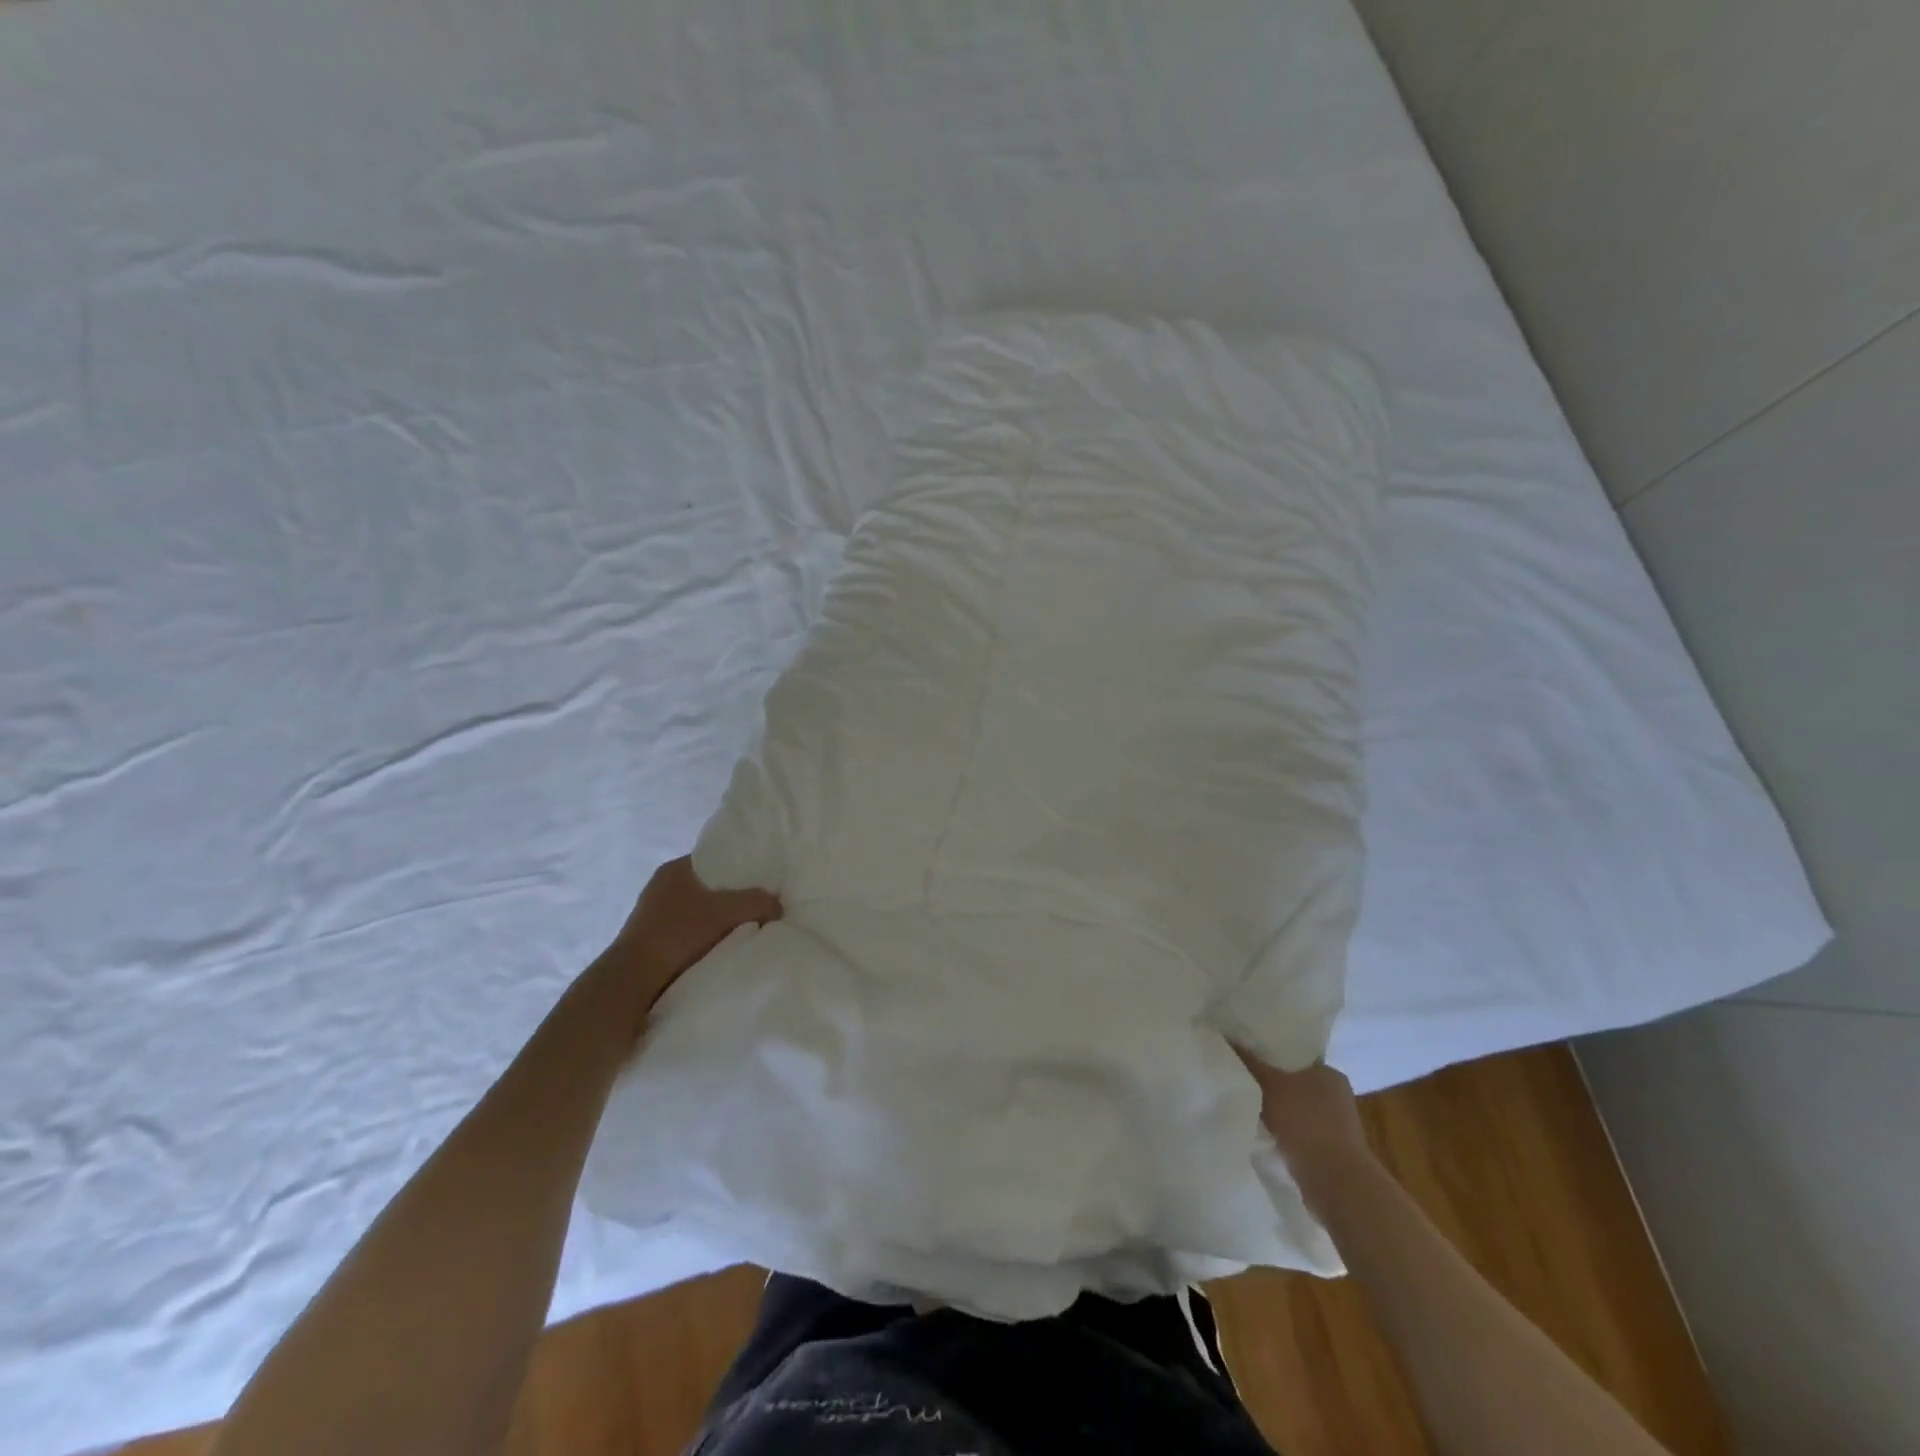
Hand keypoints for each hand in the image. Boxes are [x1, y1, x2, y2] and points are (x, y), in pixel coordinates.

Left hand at [612, 856, 781, 1013]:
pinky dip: (704, 937)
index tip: (764, 882)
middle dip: (734, 897)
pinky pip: (688, 932)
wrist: (632, 981)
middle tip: (761, 907)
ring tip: (746, 929)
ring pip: (699, 911)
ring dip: (719, 920)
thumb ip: (759, 902)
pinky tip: (721, 947)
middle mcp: (661, 886)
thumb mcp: (728, 912)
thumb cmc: (679, 935)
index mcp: (676, 868)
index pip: (717, 858)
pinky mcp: (650, 941)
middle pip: (710, 886)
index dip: (742, 868)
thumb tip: (777, 905)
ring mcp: (653, 914)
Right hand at [1232, 1047, 1372, 1197]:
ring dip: (1274, 1108)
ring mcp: (1334, 1125)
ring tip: (1244, 1102)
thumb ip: (1249, 1061)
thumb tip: (1226, 1037)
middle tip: (1239, 1075)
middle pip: (1293, 1080)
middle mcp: (1335, 1095)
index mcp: (1329, 1073)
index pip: (1295, 1053)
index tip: (1245, 1052)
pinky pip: (1296, 1130)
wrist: (1335, 1182)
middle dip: (1269, 1081)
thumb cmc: (1306, 1122)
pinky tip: (1259, 1129)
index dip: (1269, 1052)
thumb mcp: (1270, 1084)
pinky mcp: (1327, 1149)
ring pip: (1293, 1107)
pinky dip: (1281, 1130)